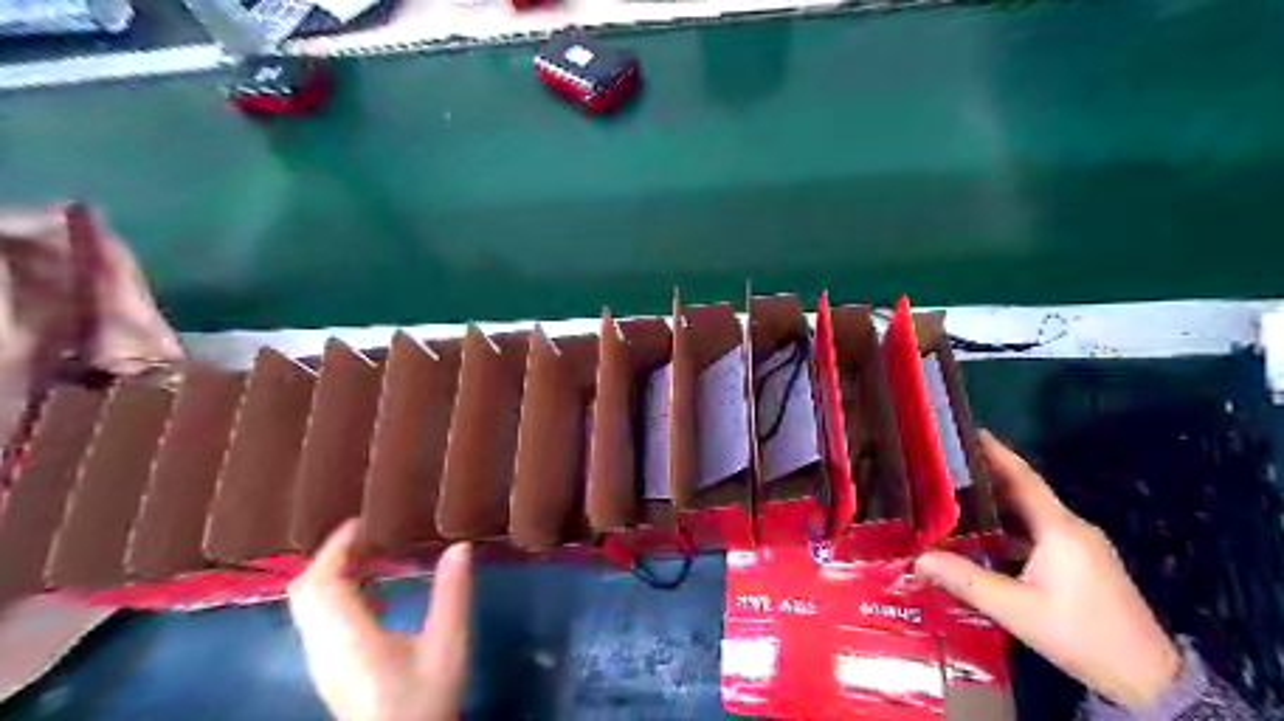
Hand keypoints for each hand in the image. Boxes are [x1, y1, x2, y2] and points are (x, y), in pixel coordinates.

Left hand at [286, 521, 472, 719]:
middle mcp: (323, 646)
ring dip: (333, 574)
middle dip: (331, 556)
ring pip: (308, 606)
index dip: (336, 546)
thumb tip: (460, 546)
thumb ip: (452, 594)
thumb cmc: (424, 699)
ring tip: (372, 556)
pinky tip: (375, 596)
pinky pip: (318, 620)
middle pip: (306, 591)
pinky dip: (337, 595)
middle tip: (368, 535)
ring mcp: (321, 660)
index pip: (322, 582)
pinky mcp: (328, 669)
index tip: (362, 521)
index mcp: (349, 637)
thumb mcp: (448, 644)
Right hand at [911, 431, 1180, 707]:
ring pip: (1032, 511)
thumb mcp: (1018, 610)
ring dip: (998, 499)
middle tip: (947, 462)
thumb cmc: (1081, 635)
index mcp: (1060, 529)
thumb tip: (919, 558)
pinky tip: (986, 533)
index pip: (1023, 478)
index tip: (967, 430)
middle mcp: (1072, 528)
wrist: (1147, 678)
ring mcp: (1080, 545)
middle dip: (988, 473)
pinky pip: (1039, 529)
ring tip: (957, 493)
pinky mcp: (1082, 561)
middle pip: (1025, 490)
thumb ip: (967, 581)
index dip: (995, 452)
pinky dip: (1010, 523)